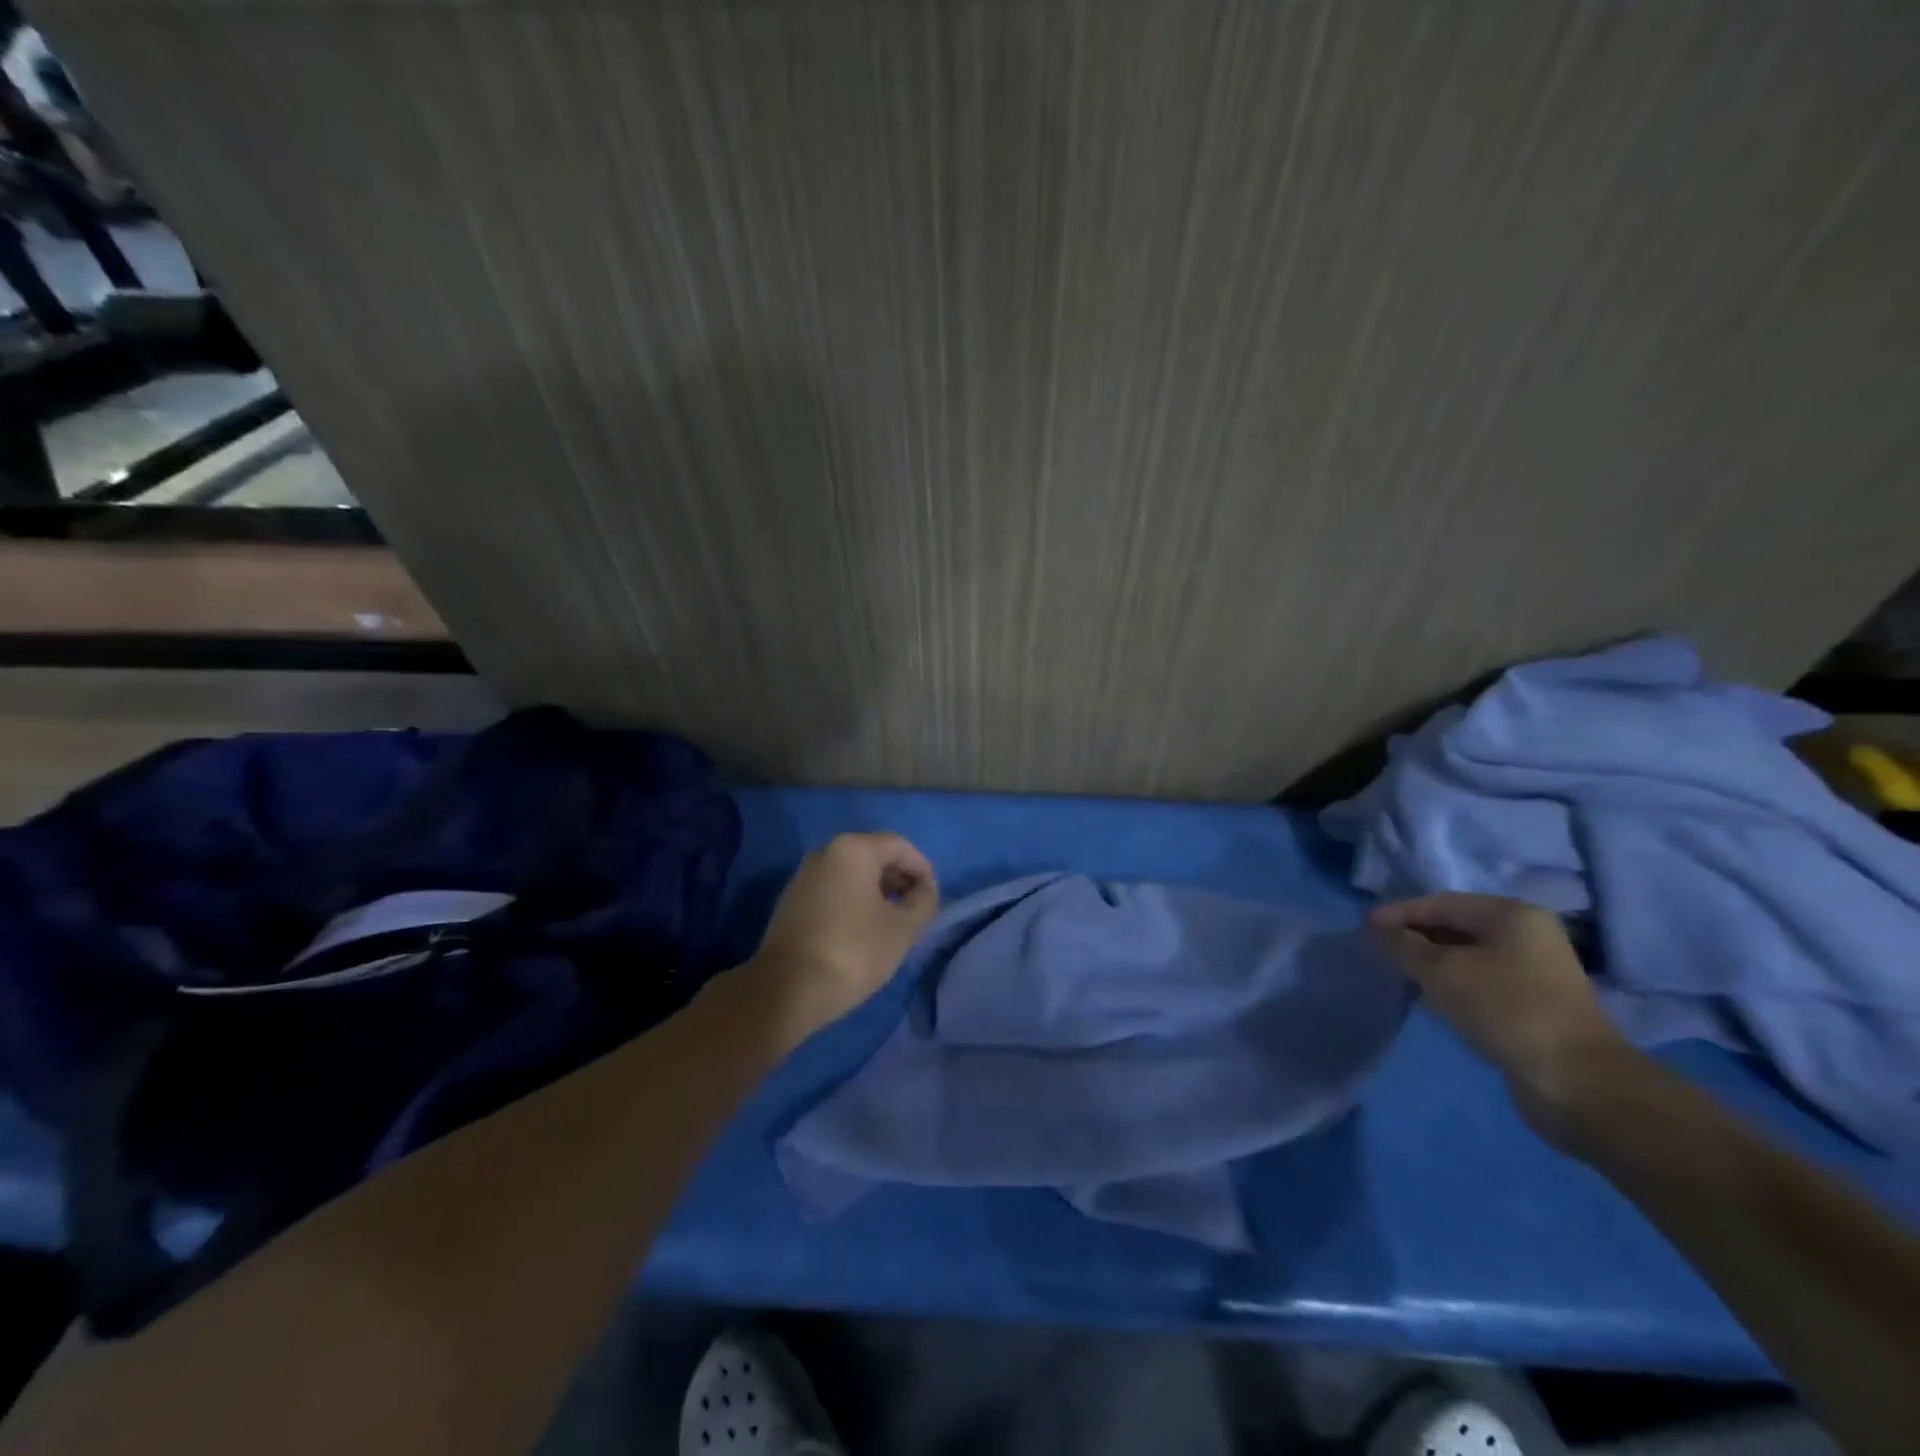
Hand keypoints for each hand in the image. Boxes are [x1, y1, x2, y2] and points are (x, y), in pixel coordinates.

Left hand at [744, 832, 940, 1043]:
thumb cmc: (853, 951)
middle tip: (915, 910)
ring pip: (852, 874)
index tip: (932, 897)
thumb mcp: (902, 929)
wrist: (786, 989)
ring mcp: (804, 876)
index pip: (899, 846)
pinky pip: (833, 890)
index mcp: (853, 849)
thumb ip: (923, 901)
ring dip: (876, 891)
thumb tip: (926, 888)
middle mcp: (825, 852)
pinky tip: (861, 931)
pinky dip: (853, 901)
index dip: (922, 869)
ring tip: (891, 923)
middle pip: (874, 856)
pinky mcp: (791, 901)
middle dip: (899, 879)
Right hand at [1369, 893, 1638, 1144]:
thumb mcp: (1441, 971)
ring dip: (1429, 963)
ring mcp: (1535, 973)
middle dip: (1413, 937)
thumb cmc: (1506, 1010)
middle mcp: (1527, 936)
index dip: (1398, 913)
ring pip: (1466, 957)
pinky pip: (1479, 983)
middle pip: (1455, 927)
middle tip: (1376, 951)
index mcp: (1511, 915)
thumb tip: (1376, 930)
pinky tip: (1428, 999)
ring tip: (1396, 974)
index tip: (1363, 929)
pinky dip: (1450, 986)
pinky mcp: (1534, 1006)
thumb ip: (1402, 945)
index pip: (1440, 903)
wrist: (1578, 1084)